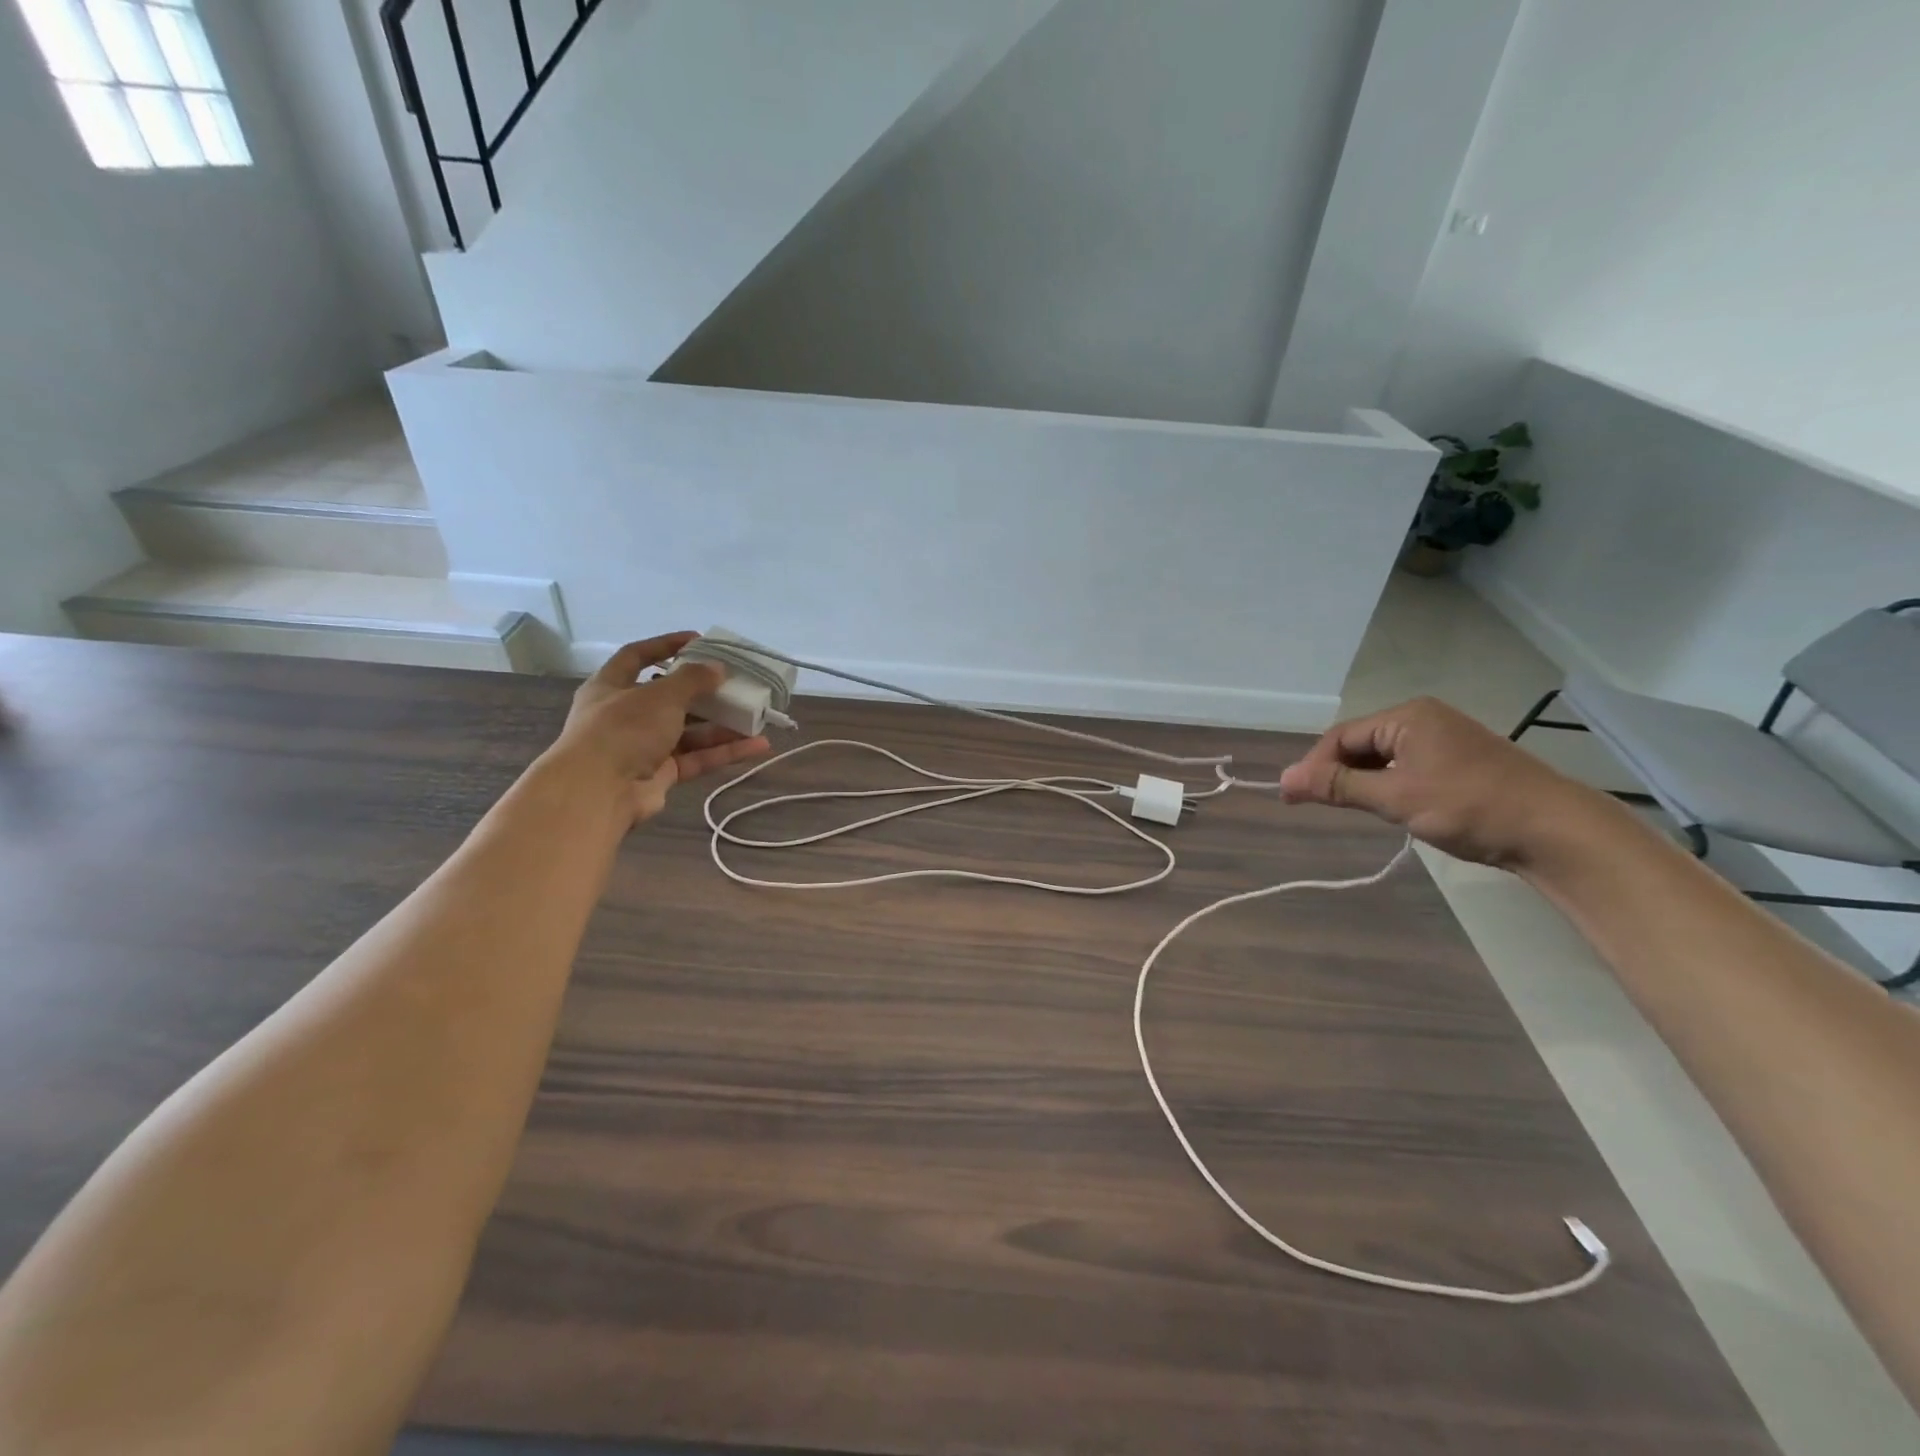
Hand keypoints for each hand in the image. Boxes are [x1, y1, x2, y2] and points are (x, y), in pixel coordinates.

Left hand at [549, 633, 770, 825]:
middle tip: (734, 683)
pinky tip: (757, 745)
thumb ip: (693, 679)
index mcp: (611, 687)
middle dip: (703, 692)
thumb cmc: (623, 729)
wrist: (599, 792)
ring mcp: (642, 747)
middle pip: (669, 697)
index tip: (698, 640)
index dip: (665, 645)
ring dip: (721, 725)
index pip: (637, 656)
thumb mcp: (661, 695)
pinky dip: (725, 752)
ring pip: (688, 731)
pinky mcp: (660, 775)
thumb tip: (718, 668)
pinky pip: (697, 758)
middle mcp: (625, 715)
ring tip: (755, 716)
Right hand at [1277, 696, 1605, 868]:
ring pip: (1383, 756)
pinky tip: (1387, 806)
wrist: (1555, 831)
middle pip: (1360, 743)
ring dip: (1361, 780)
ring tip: (1349, 808)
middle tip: (1317, 805)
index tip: (1293, 797)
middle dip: (1336, 772)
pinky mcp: (1459, 762)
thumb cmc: (1469, 807)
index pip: (1341, 736)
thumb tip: (1284, 780)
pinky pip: (1406, 766)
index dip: (1313, 765)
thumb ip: (1338, 786)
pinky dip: (1387, 784)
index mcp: (1408, 717)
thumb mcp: (1395, 797)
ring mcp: (1445, 739)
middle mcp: (1424, 719)